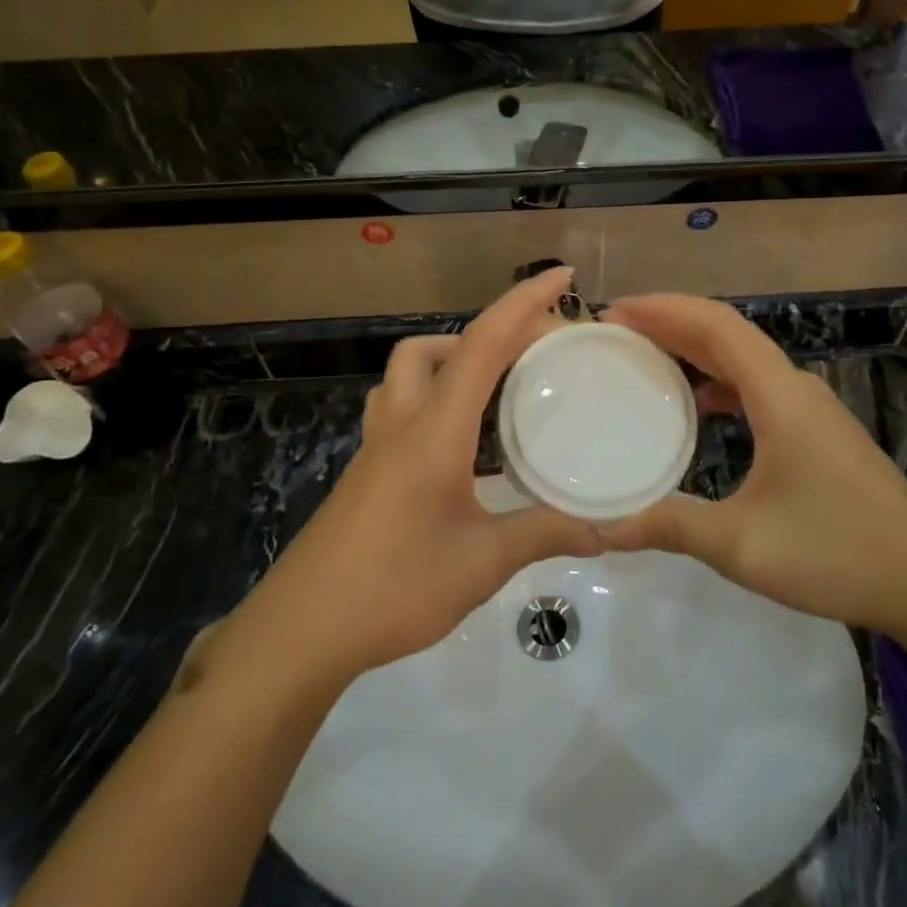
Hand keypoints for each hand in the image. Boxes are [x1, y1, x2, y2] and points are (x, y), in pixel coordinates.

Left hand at [237, 268, 601, 684]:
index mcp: (435, 430)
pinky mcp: (366, 470)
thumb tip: (604, 527)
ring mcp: (377, 446)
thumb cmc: (394, 589)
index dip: (524, 303)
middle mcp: (403, 423)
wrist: (302, 631)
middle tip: (538, 351)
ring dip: (452, 358)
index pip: (483, 344)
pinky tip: (458, 437)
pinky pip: (400, 405)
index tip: (563, 276)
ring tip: (496, 385)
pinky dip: (433, 394)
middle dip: (490, 331)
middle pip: (438, 346)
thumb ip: (544, 534)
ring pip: (408, 371)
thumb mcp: (482, 563)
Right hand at [600, 295, 906, 634]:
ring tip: (646, 356)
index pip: (716, 326)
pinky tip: (697, 405)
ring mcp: (810, 409)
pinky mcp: (817, 432)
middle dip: (671, 323)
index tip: (616, 311)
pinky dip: (718, 381)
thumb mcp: (744, 544)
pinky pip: (756, 387)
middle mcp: (795, 388)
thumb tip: (604, 528)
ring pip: (743, 359)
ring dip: (694, 349)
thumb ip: (672, 528)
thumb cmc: (838, 552)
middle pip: (727, 334)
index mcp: (779, 395)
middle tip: (617, 329)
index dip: (664, 310)